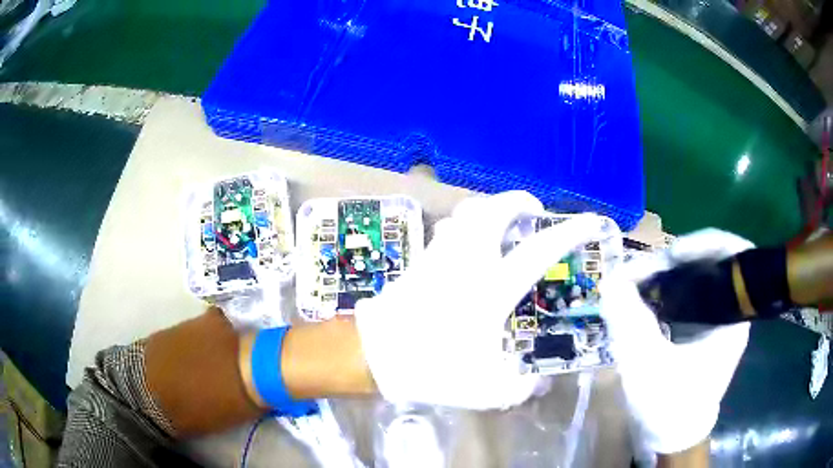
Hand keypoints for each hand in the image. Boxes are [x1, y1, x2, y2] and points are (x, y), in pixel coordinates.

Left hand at [354, 191, 609, 408]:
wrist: (374, 355)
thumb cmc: (431, 368)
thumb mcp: (486, 390)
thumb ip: (520, 388)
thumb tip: (538, 383)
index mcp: (492, 288)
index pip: (540, 249)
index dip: (570, 232)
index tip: (590, 221)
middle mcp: (467, 261)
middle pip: (494, 210)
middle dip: (518, 201)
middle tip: (533, 210)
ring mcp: (440, 256)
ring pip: (466, 212)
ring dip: (489, 209)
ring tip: (503, 221)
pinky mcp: (420, 260)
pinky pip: (447, 228)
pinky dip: (465, 224)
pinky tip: (469, 242)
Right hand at [600, 229, 752, 454]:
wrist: (672, 436)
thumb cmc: (668, 407)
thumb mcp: (647, 366)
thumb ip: (630, 322)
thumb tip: (610, 281)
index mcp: (734, 317)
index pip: (734, 253)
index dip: (703, 243)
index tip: (668, 256)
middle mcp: (732, 310)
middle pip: (713, 260)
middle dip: (677, 259)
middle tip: (643, 270)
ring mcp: (719, 317)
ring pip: (700, 274)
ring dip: (670, 272)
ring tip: (640, 280)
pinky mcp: (705, 325)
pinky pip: (691, 291)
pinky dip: (669, 287)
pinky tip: (647, 295)